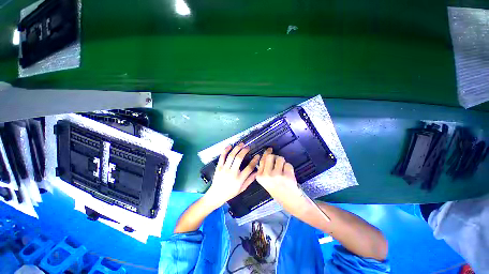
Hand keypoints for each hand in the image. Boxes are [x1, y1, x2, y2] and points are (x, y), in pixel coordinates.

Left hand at [204, 143, 259, 208]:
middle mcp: (232, 173)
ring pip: (231, 156)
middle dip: (244, 151)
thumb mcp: (242, 188)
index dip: (254, 161)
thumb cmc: (230, 192)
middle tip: (248, 147)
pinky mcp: (219, 167)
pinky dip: (225, 150)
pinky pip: (222, 157)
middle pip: (239, 158)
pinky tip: (230, 146)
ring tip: (241, 144)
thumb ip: (250, 180)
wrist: (216, 195)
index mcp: (239, 179)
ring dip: (237, 148)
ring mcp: (224, 169)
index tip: (257, 156)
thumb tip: (257, 172)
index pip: (249, 168)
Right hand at [256, 148, 308, 216]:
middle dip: (275, 157)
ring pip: (280, 159)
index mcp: (260, 176)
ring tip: (284, 171)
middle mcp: (266, 175)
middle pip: (270, 156)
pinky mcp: (287, 176)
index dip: (266, 153)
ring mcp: (276, 176)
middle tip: (279, 162)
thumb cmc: (278, 190)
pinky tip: (289, 176)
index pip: (262, 160)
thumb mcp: (267, 181)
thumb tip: (268, 154)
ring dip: (283, 163)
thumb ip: (265, 168)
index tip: (269, 149)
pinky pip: (288, 164)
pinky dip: (289, 168)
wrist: (290, 202)